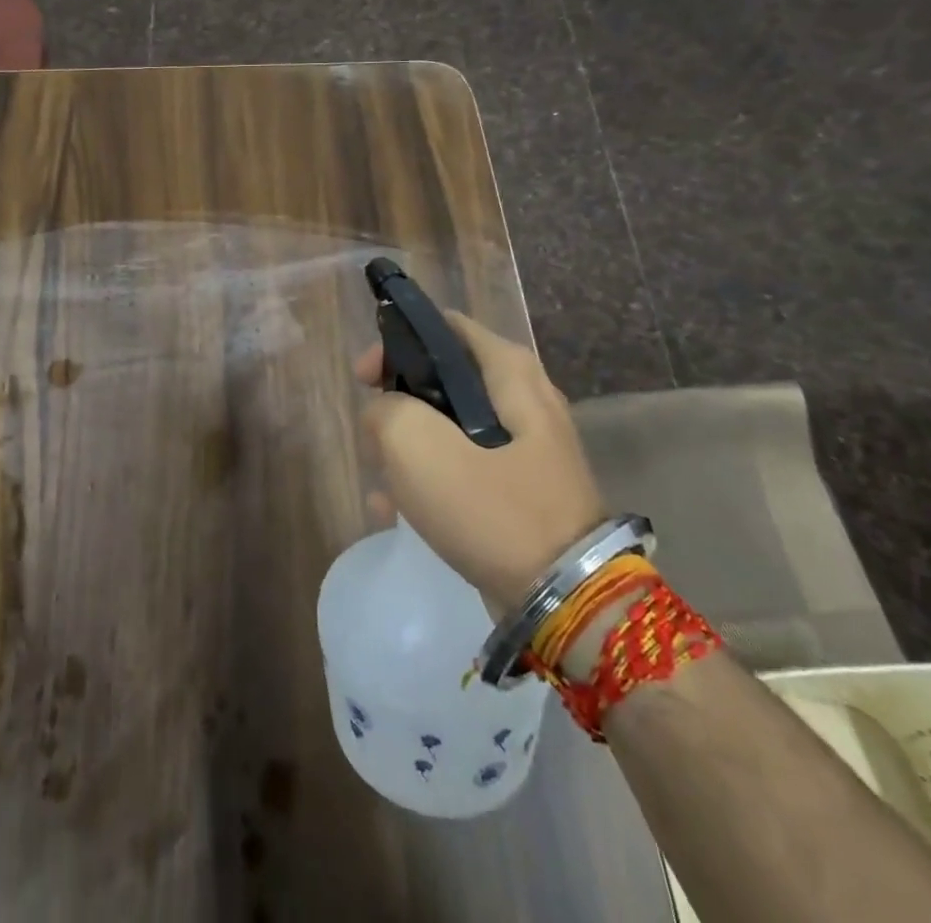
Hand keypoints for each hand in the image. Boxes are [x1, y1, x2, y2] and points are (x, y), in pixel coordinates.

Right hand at [357, 311, 606, 614]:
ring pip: (449, 426)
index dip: (395, 344)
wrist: (566, 603)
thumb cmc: (492, 509)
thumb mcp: (419, 447)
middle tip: (372, 433)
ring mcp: (527, 447)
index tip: (364, 379)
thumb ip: (387, 411)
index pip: (444, 327)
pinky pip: (464, 468)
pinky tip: (396, 511)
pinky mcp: (521, 488)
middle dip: (398, 403)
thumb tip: (384, 413)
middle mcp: (525, 399)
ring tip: (381, 482)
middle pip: (443, 377)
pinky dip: (430, 480)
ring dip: (408, 448)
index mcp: (510, 372)